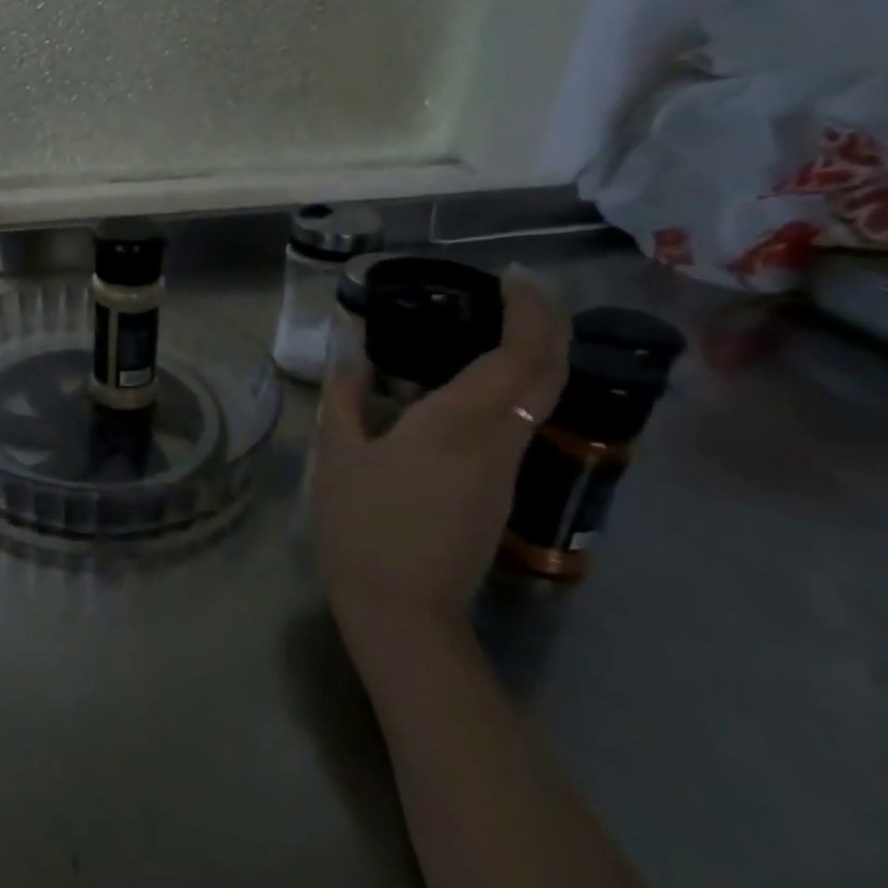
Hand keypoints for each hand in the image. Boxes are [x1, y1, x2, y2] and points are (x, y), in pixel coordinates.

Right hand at [312, 267, 569, 640]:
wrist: (403, 610)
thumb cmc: (363, 526)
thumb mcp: (338, 455)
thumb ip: (345, 399)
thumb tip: (351, 358)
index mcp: (459, 424)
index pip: (521, 354)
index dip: (531, 310)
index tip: (514, 277)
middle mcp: (498, 441)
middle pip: (549, 373)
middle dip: (547, 325)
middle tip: (517, 293)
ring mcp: (506, 471)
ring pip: (538, 400)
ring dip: (531, 357)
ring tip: (491, 329)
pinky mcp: (499, 493)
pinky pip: (517, 424)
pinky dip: (510, 389)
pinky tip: (468, 388)